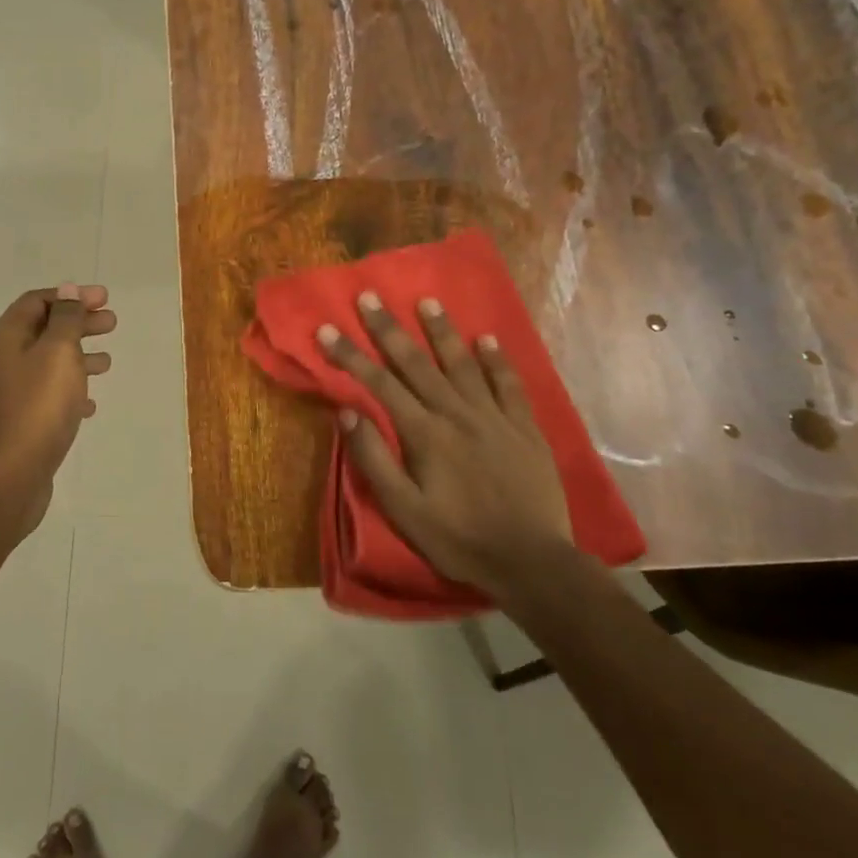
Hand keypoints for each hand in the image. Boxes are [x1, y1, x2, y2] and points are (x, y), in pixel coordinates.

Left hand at [0, 284, 115, 535]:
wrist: (11, 473)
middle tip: (112, 323)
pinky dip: (70, 391)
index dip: (71, 296)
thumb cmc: (37, 406)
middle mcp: (3, 361)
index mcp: (6, 338)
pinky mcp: (20, 422)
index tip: (104, 299)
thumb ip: (66, 319)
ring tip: (108, 363)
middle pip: (44, 331)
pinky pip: (48, 396)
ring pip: (48, 364)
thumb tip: (67, 290)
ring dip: (78, 357)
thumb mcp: (58, 353)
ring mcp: (10, 393)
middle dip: (79, 324)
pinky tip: (90, 404)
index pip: (37, 302)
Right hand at [317, 292, 573, 597]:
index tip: (326, 329)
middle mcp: (457, 414)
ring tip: (427, 301)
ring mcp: (494, 417)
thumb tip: (346, 412)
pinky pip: (509, 384)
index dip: (350, 355)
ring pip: (463, 364)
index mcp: (424, 434)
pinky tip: (487, 339)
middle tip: (370, 297)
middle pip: (416, 363)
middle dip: (389, 329)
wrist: (530, 560)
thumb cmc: (457, 538)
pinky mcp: (525, 428)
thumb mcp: (403, 509)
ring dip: (442, 331)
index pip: (379, 384)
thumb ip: (373, 458)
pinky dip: (497, 360)